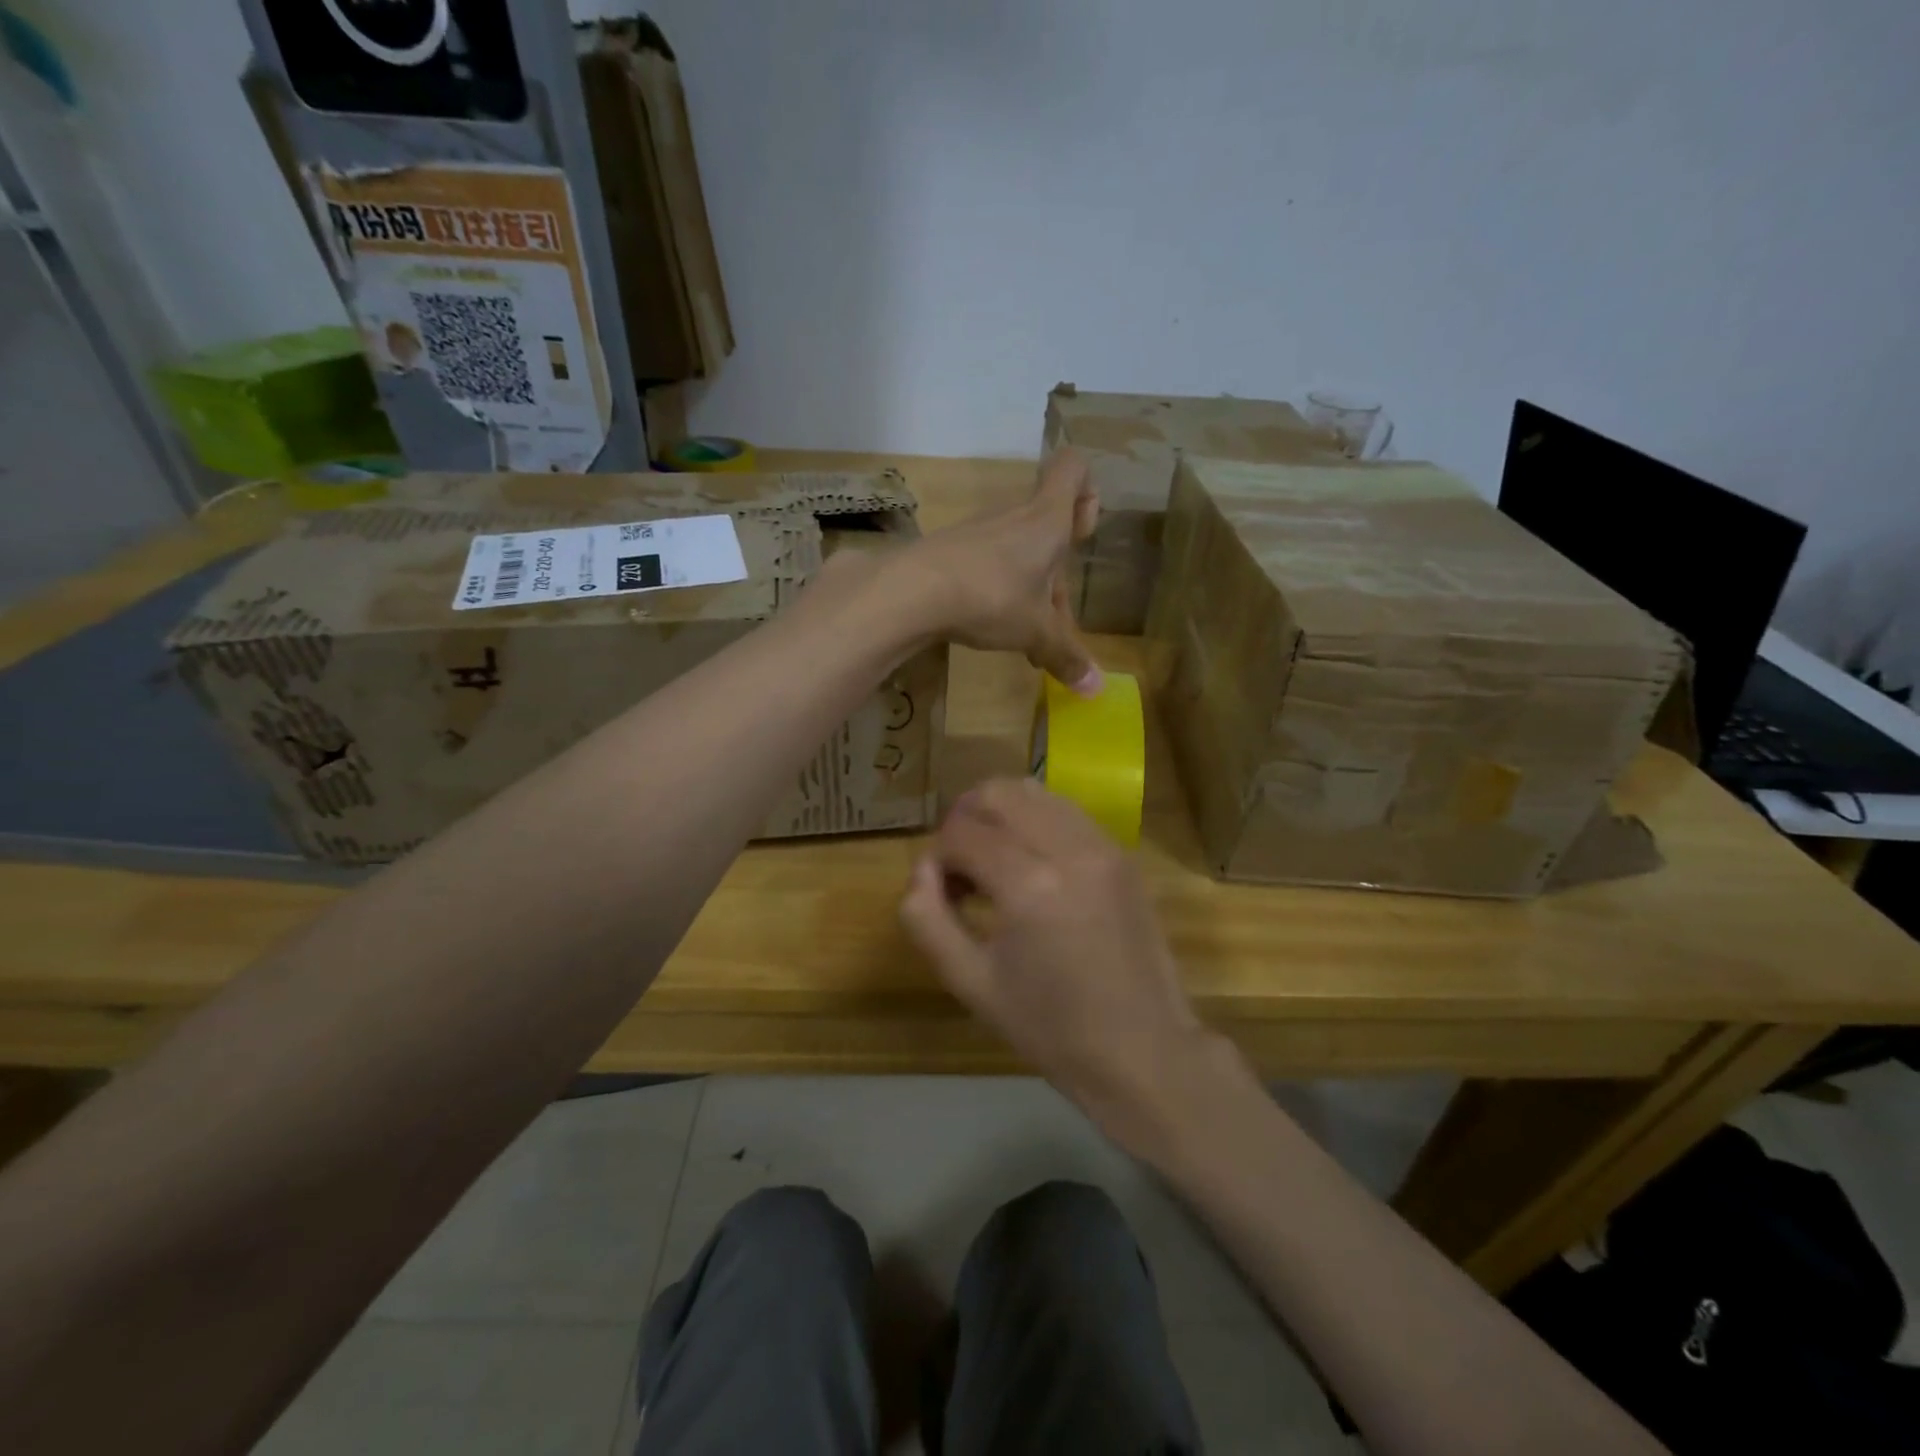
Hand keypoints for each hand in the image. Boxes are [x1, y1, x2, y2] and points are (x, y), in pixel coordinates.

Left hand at [897, 450, 1101, 692]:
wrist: (912, 591)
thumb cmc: (991, 597)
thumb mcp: (1036, 632)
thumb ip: (1066, 656)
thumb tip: (1096, 689)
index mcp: (1046, 521)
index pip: (1073, 469)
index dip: (1087, 491)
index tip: (1084, 532)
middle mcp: (1015, 516)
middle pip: (1048, 528)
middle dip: (1059, 573)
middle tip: (1057, 620)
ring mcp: (979, 531)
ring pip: (1018, 551)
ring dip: (1029, 588)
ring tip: (1025, 635)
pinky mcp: (951, 549)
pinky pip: (988, 564)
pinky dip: (997, 590)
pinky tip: (989, 627)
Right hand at [899, 778, 1227, 1145]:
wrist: (1143, 1051)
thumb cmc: (1050, 1028)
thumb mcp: (971, 983)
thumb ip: (928, 919)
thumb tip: (922, 870)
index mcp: (1029, 885)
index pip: (961, 832)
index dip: (938, 856)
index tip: (942, 892)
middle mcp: (1069, 849)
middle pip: (998, 792)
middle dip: (966, 819)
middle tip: (961, 866)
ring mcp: (1103, 846)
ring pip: (1034, 792)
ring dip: (1002, 815)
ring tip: (995, 861)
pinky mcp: (1122, 854)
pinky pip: (1067, 812)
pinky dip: (1037, 822)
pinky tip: (1034, 866)